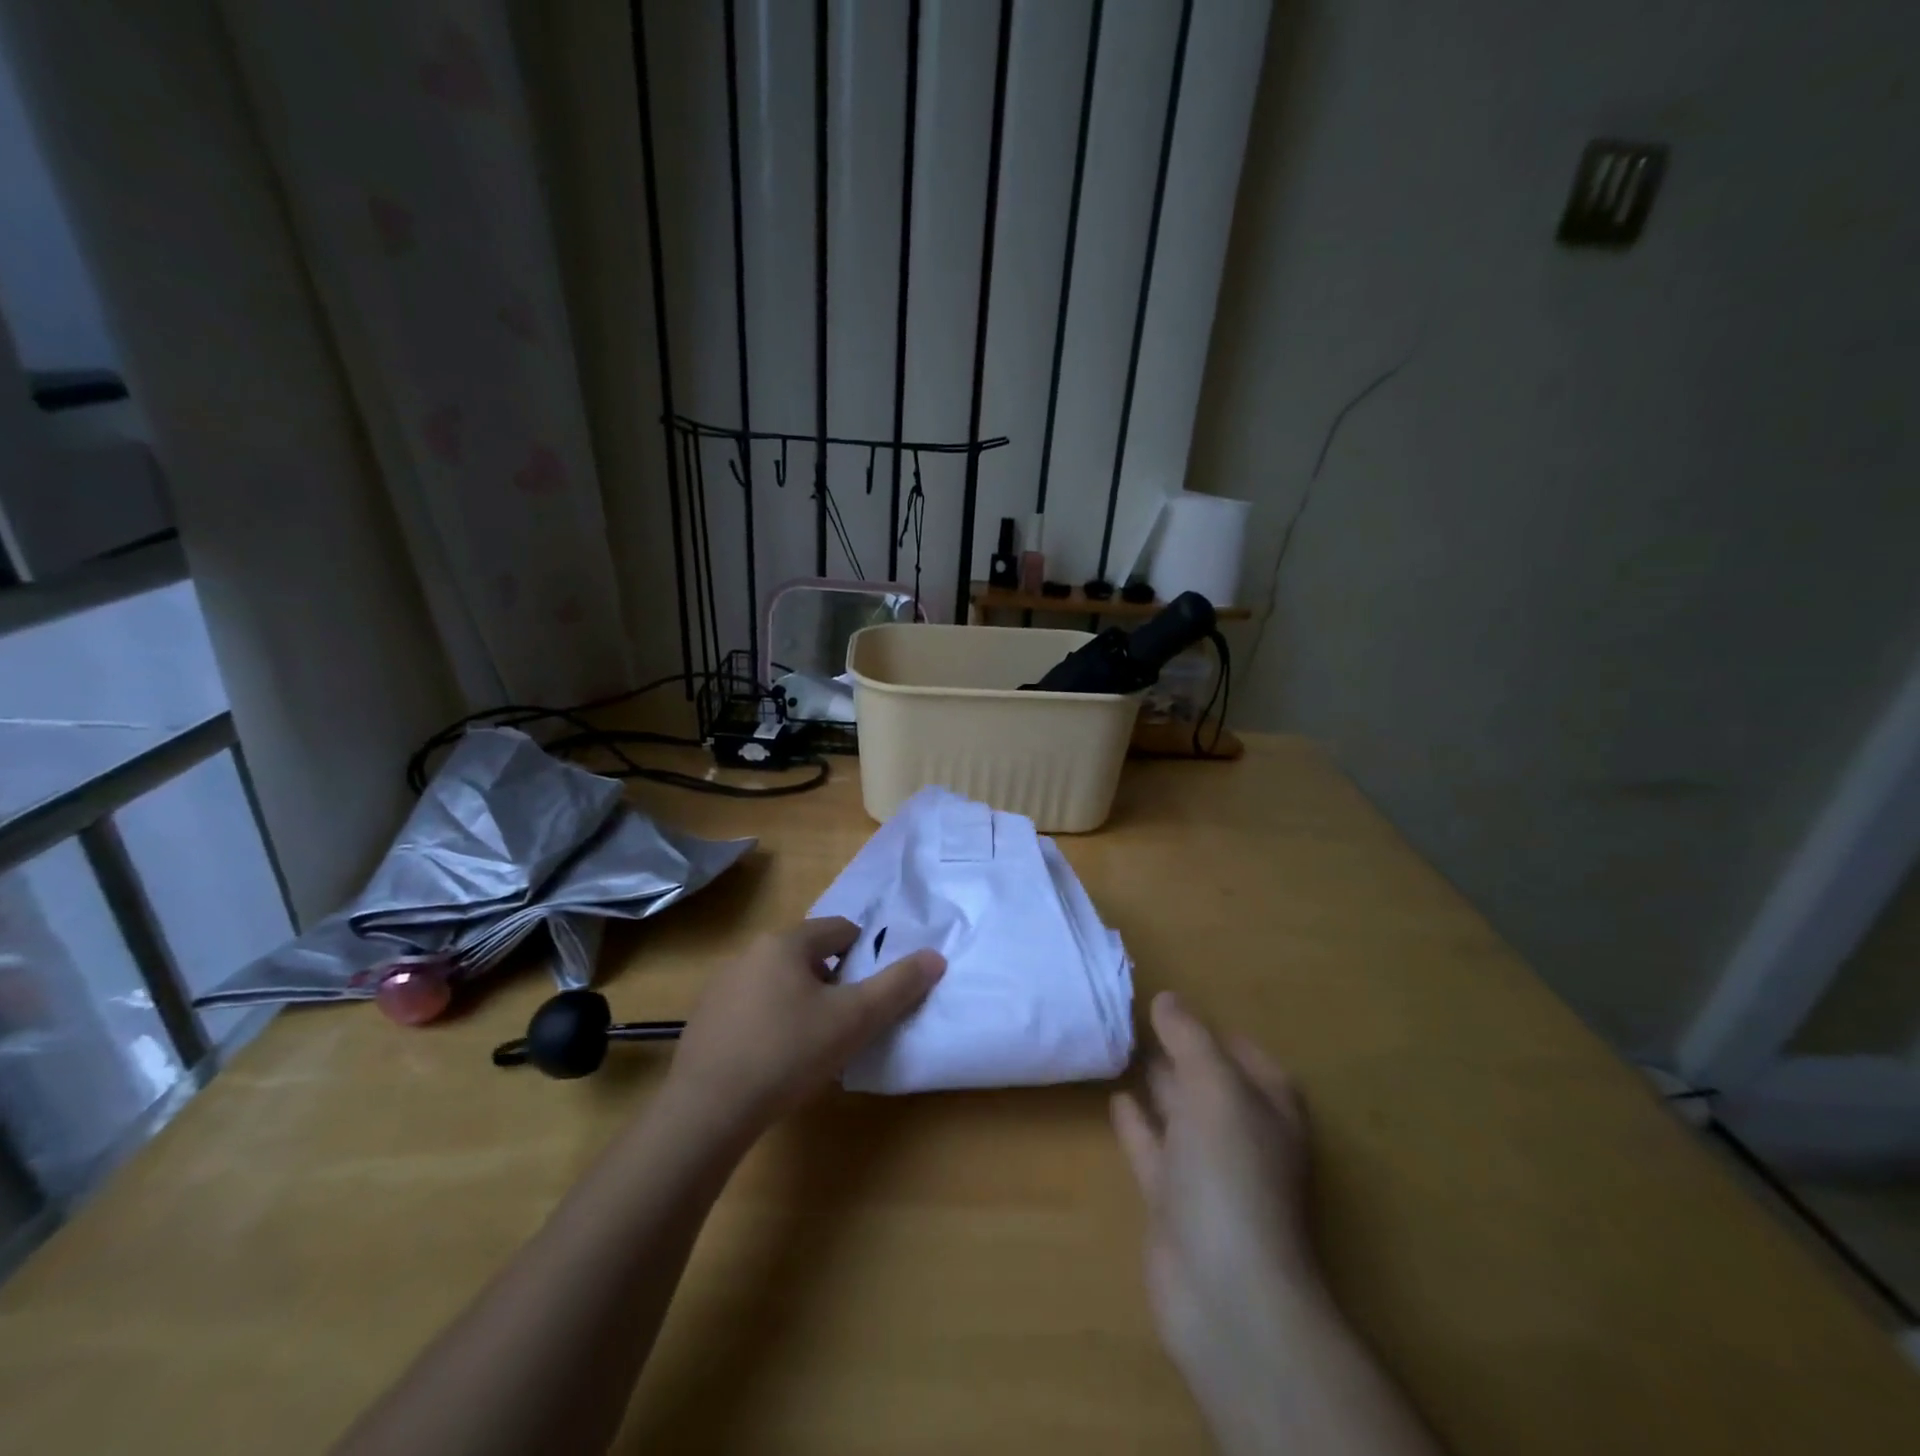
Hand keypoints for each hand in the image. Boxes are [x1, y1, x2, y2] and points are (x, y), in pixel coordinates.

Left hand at [665, 917, 943, 1138]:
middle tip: (845, 1023)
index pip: (840, 929)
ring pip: (779, 982)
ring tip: (811, 1045)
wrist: (707, 1111)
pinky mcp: (704, 1019)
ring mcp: (720, 986)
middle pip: (808, 955)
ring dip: (801, 1002)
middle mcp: (750, 953)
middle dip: (832, 982)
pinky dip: (770, 1022)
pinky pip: (751, 1008)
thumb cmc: (788, 1053)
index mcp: (786, 942)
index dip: (864, 956)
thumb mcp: (855, 1019)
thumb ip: (898, 986)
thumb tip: (936, 956)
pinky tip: (774, 1061)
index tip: (870, 993)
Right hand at [1113, 993, 1320, 1439]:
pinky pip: (1152, 1147)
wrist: (1224, 1289)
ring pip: (1178, 1112)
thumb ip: (1189, 1037)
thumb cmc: (1231, 1172)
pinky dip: (1136, 1123)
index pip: (1242, 1053)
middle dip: (1178, 1050)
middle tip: (1134, 1015)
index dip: (1211, 1028)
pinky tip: (1115, 1098)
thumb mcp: (1215, 1086)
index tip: (1170, 1002)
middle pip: (1208, 1080)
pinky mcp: (1172, 1199)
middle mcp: (1241, 1134)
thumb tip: (1167, 997)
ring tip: (1120, 1045)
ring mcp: (1207, 1170)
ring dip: (1156, 1083)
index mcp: (1267, 1106)